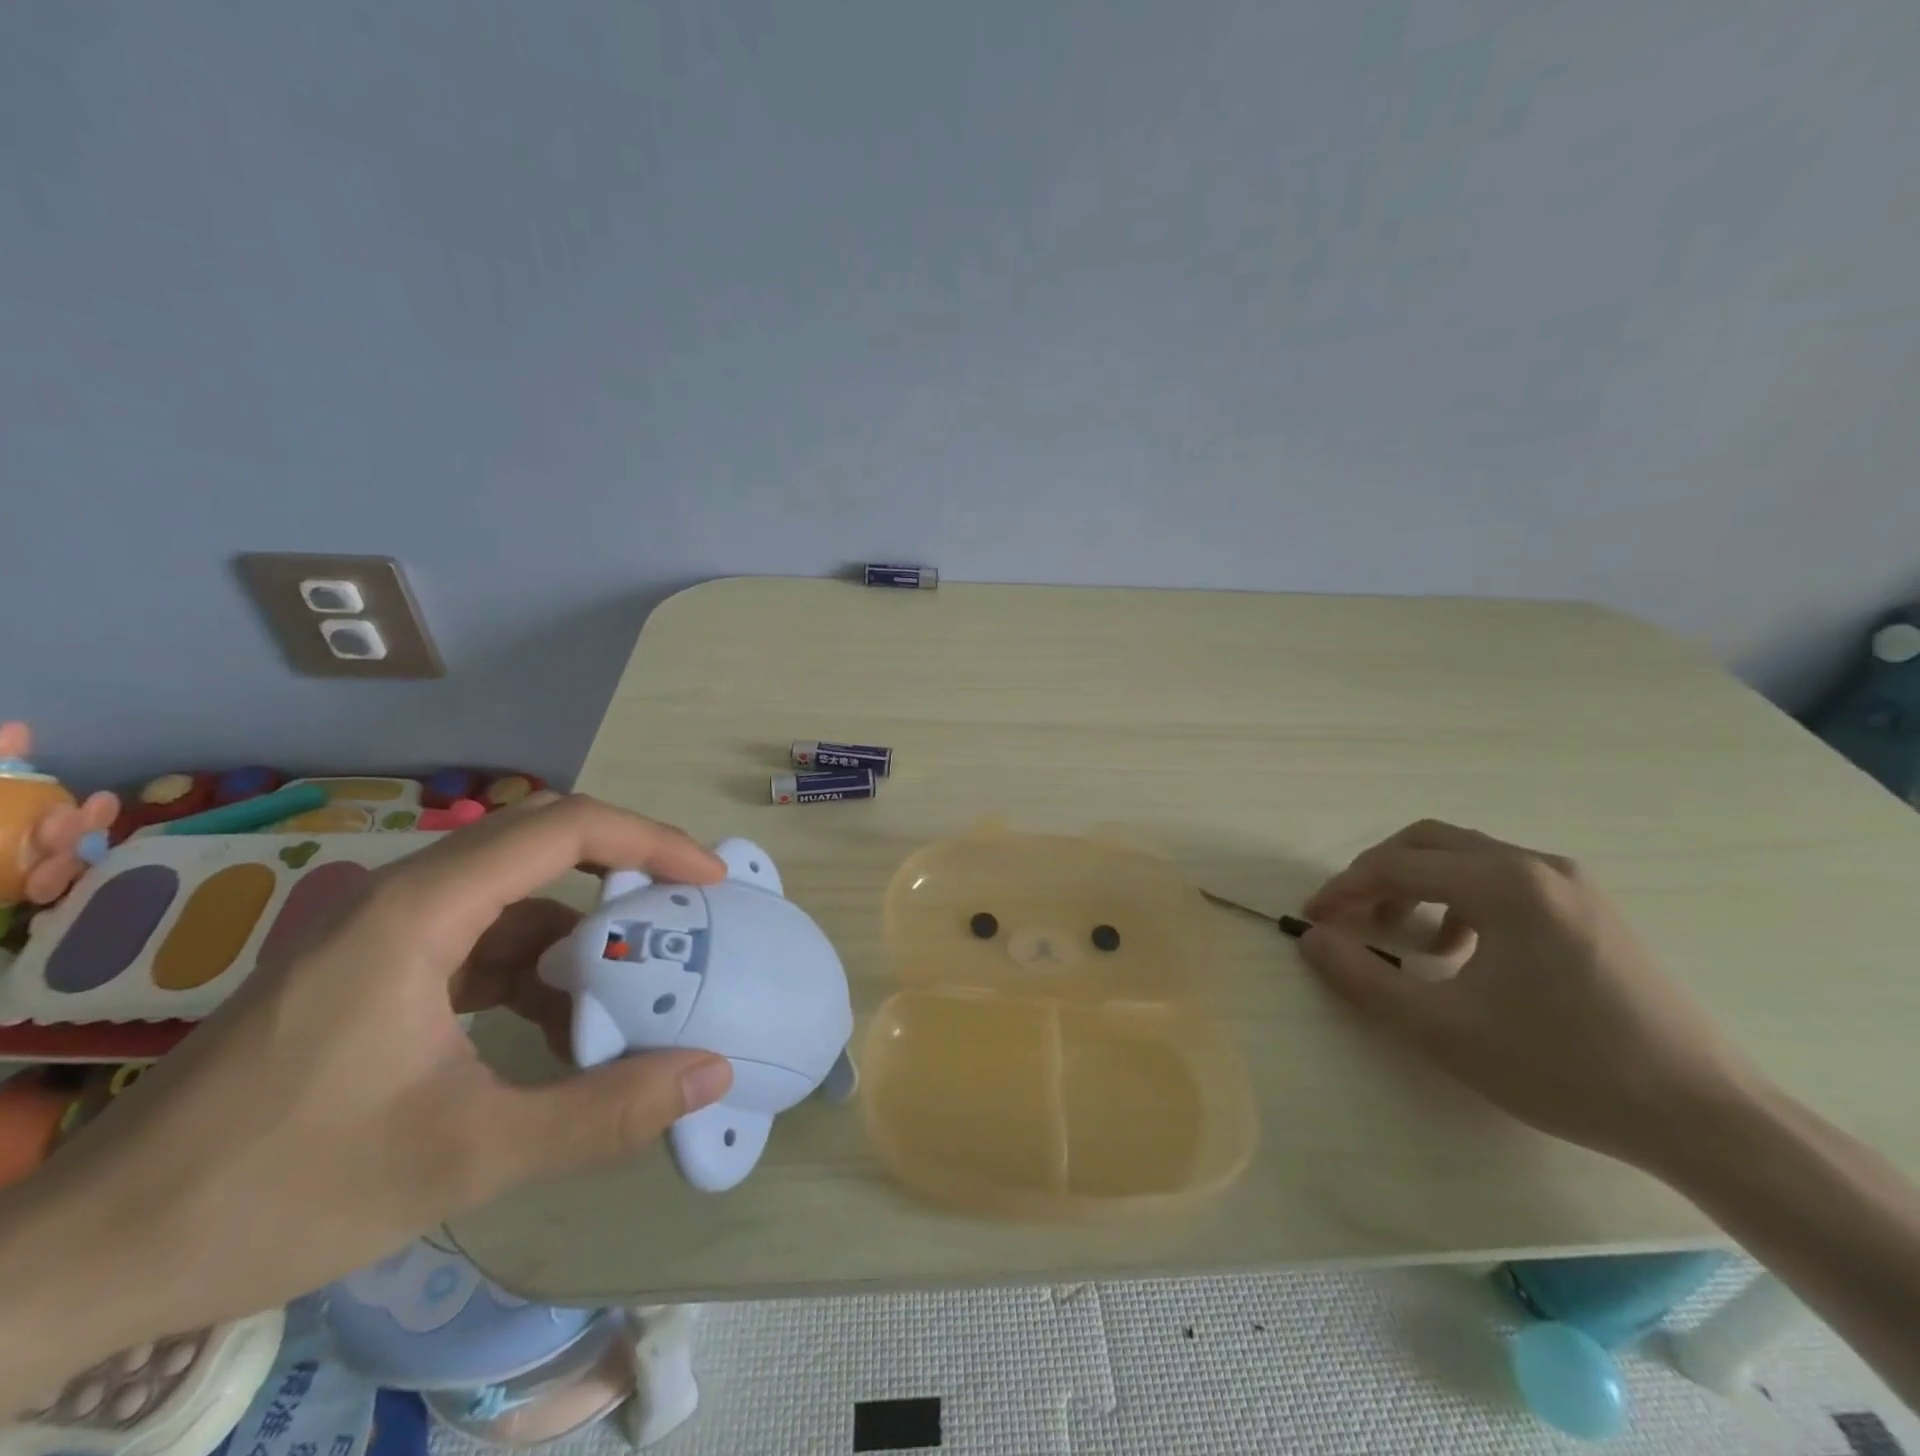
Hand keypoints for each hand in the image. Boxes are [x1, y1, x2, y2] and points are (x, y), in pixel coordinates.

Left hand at [0, 795, 734, 1399]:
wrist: (80, 1264)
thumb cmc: (275, 1191)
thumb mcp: (464, 1158)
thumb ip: (600, 1113)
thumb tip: (710, 1074)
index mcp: (419, 912)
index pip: (563, 828)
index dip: (649, 842)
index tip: (709, 880)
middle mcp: (402, 899)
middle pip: (542, 844)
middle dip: (628, 871)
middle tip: (691, 911)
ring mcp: (382, 935)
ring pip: (513, 896)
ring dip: (580, 930)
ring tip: (635, 981)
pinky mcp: (371, 973)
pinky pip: (480, 940)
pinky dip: (535, 967)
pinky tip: (557, 1022)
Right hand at [1298, 819, 1758, 1171]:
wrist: (1706, 1118)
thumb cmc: (1563, 1068)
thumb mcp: (1442, 1030)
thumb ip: (1363, 978)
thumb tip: (1311, 938)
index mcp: (1504, 884)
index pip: (1397, 865)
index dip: (1344, 889)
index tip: (1312, 919)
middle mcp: (1538, 866)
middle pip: (1430, 842)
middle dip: (1378, 875)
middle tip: (1351, 918)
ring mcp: (1572, 884)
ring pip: (1467, 858)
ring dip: (1418, 885)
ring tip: (1403, 937)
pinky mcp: (1591, 908)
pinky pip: (1503, 880)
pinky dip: (1460, 899)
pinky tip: (1462, 951)